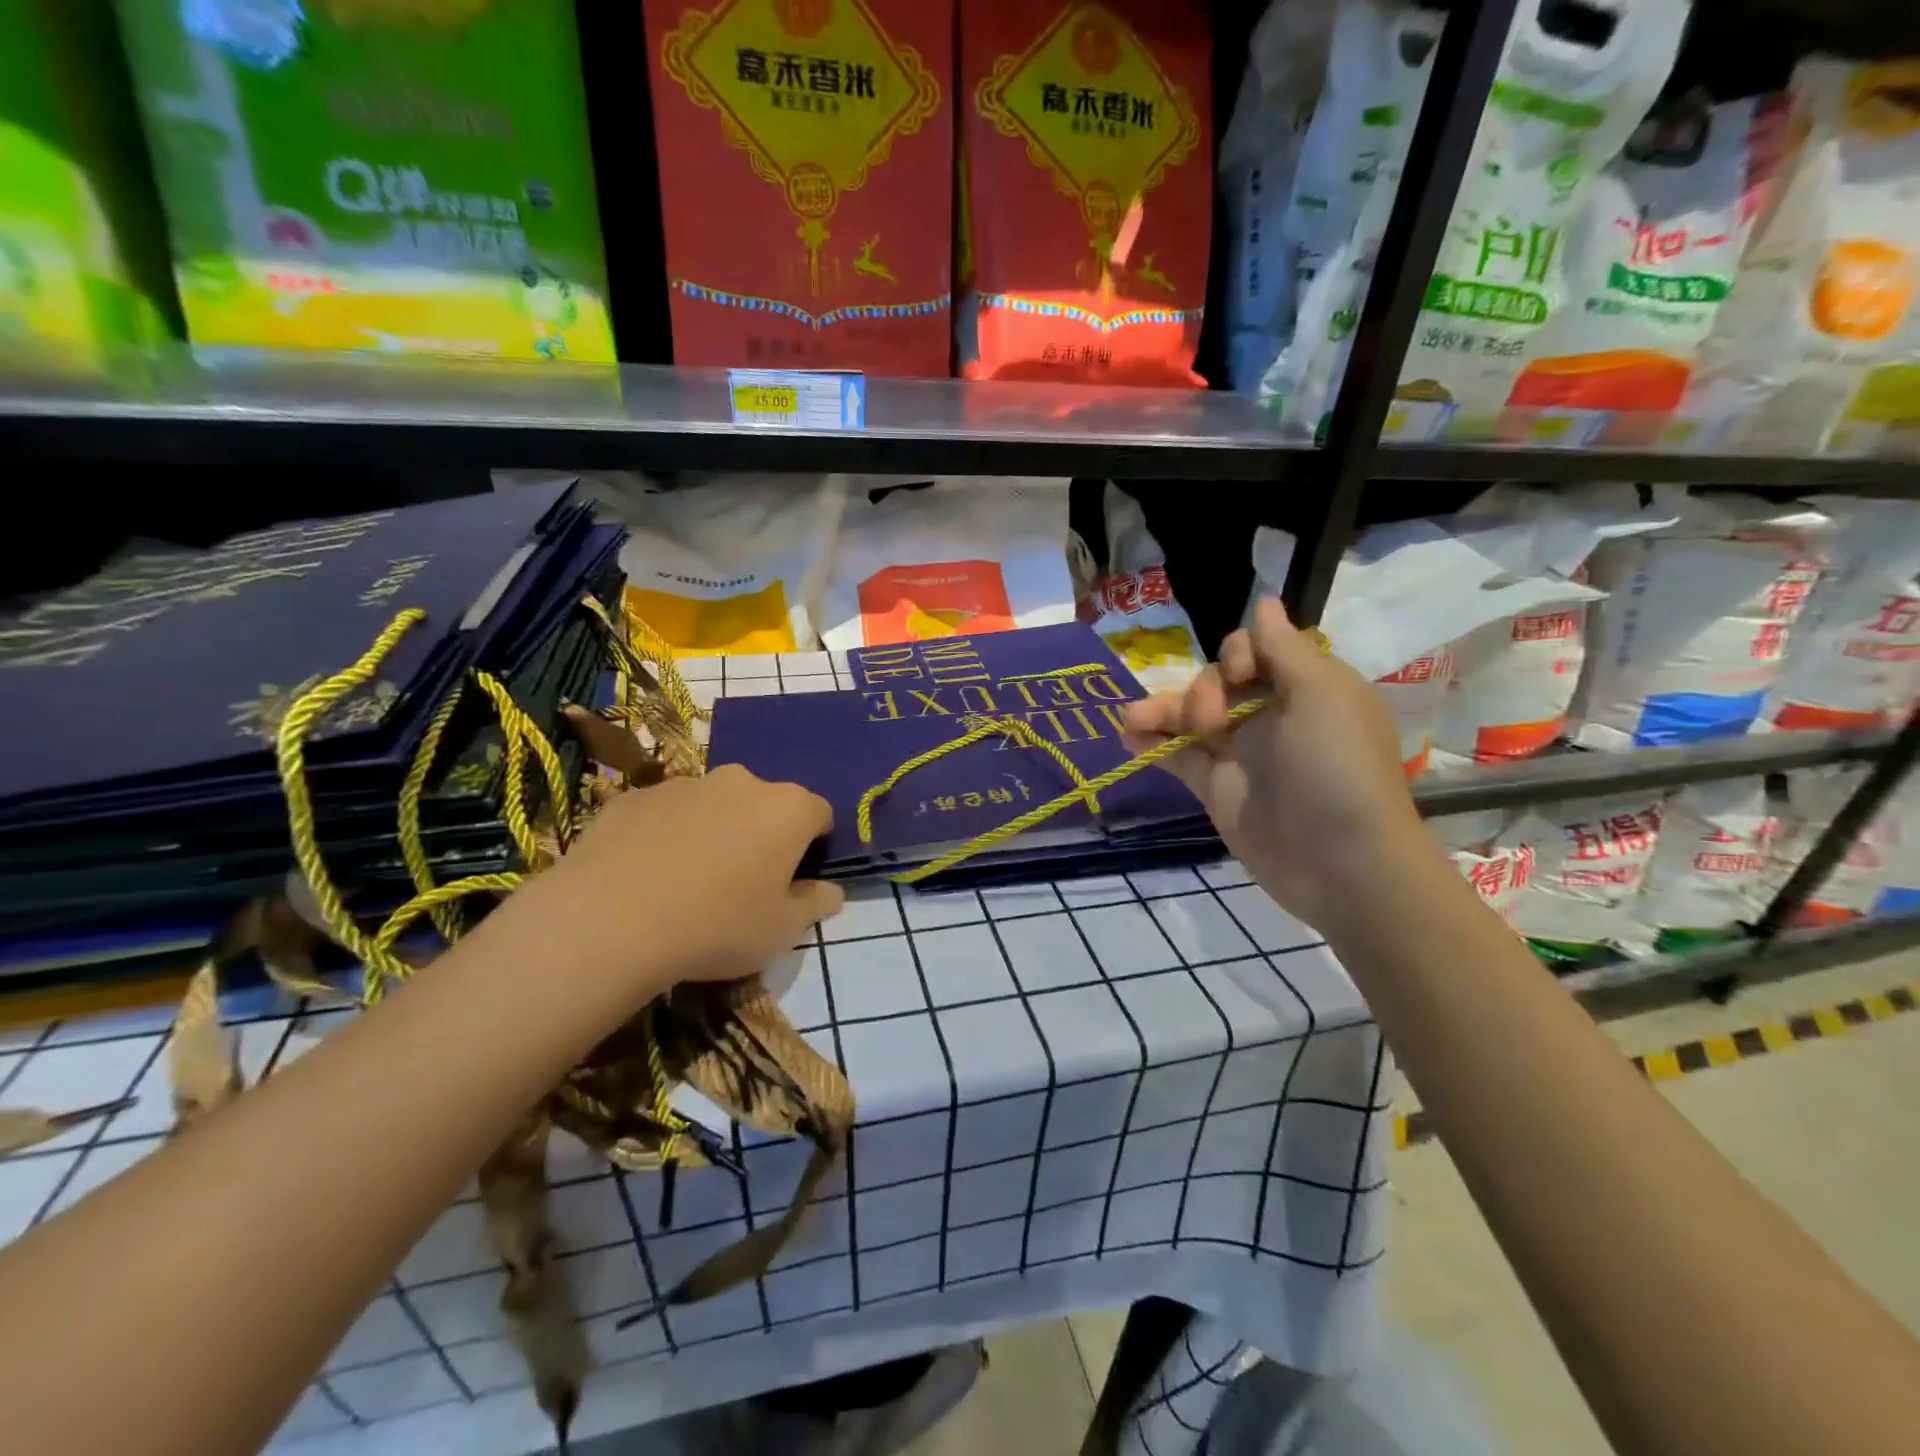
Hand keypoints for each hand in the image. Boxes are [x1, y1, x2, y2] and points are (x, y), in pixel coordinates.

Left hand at [495, 765, 843, 997]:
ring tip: (690, 881)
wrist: (609, 921)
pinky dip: (668, 834)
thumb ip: (815, 905)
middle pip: (766, 803)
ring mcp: (685, 784)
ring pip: (715, 804)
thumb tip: (832, 891)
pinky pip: (667, 813)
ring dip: (715, 830)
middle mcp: (742, 782)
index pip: (820, 813)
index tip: (797, 876)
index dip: (814, 844)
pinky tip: (648, 875)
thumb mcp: (781, 931)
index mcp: (787, 809)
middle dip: (763, 833)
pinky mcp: (636, 796)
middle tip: (745, 880)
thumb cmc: (717, 926)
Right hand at [1122, 598, 1430, 932]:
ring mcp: (1240, 753)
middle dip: (1201, 690)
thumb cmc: (1335, 768)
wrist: (1340, 862)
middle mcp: (1270, 714)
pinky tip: (1127, 737)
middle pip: (1216, 681)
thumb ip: (1284, 648)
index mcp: (1303, 687)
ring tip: (1129, 720)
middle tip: (1210, 723)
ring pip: (1189, 717)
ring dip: (1159, 711)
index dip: (1238, 653)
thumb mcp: (1320, 695)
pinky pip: (1177, 756)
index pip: (1255, 649)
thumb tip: (1265, 603)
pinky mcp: (1216, 787)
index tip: (1240, 674)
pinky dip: (1151, 744)